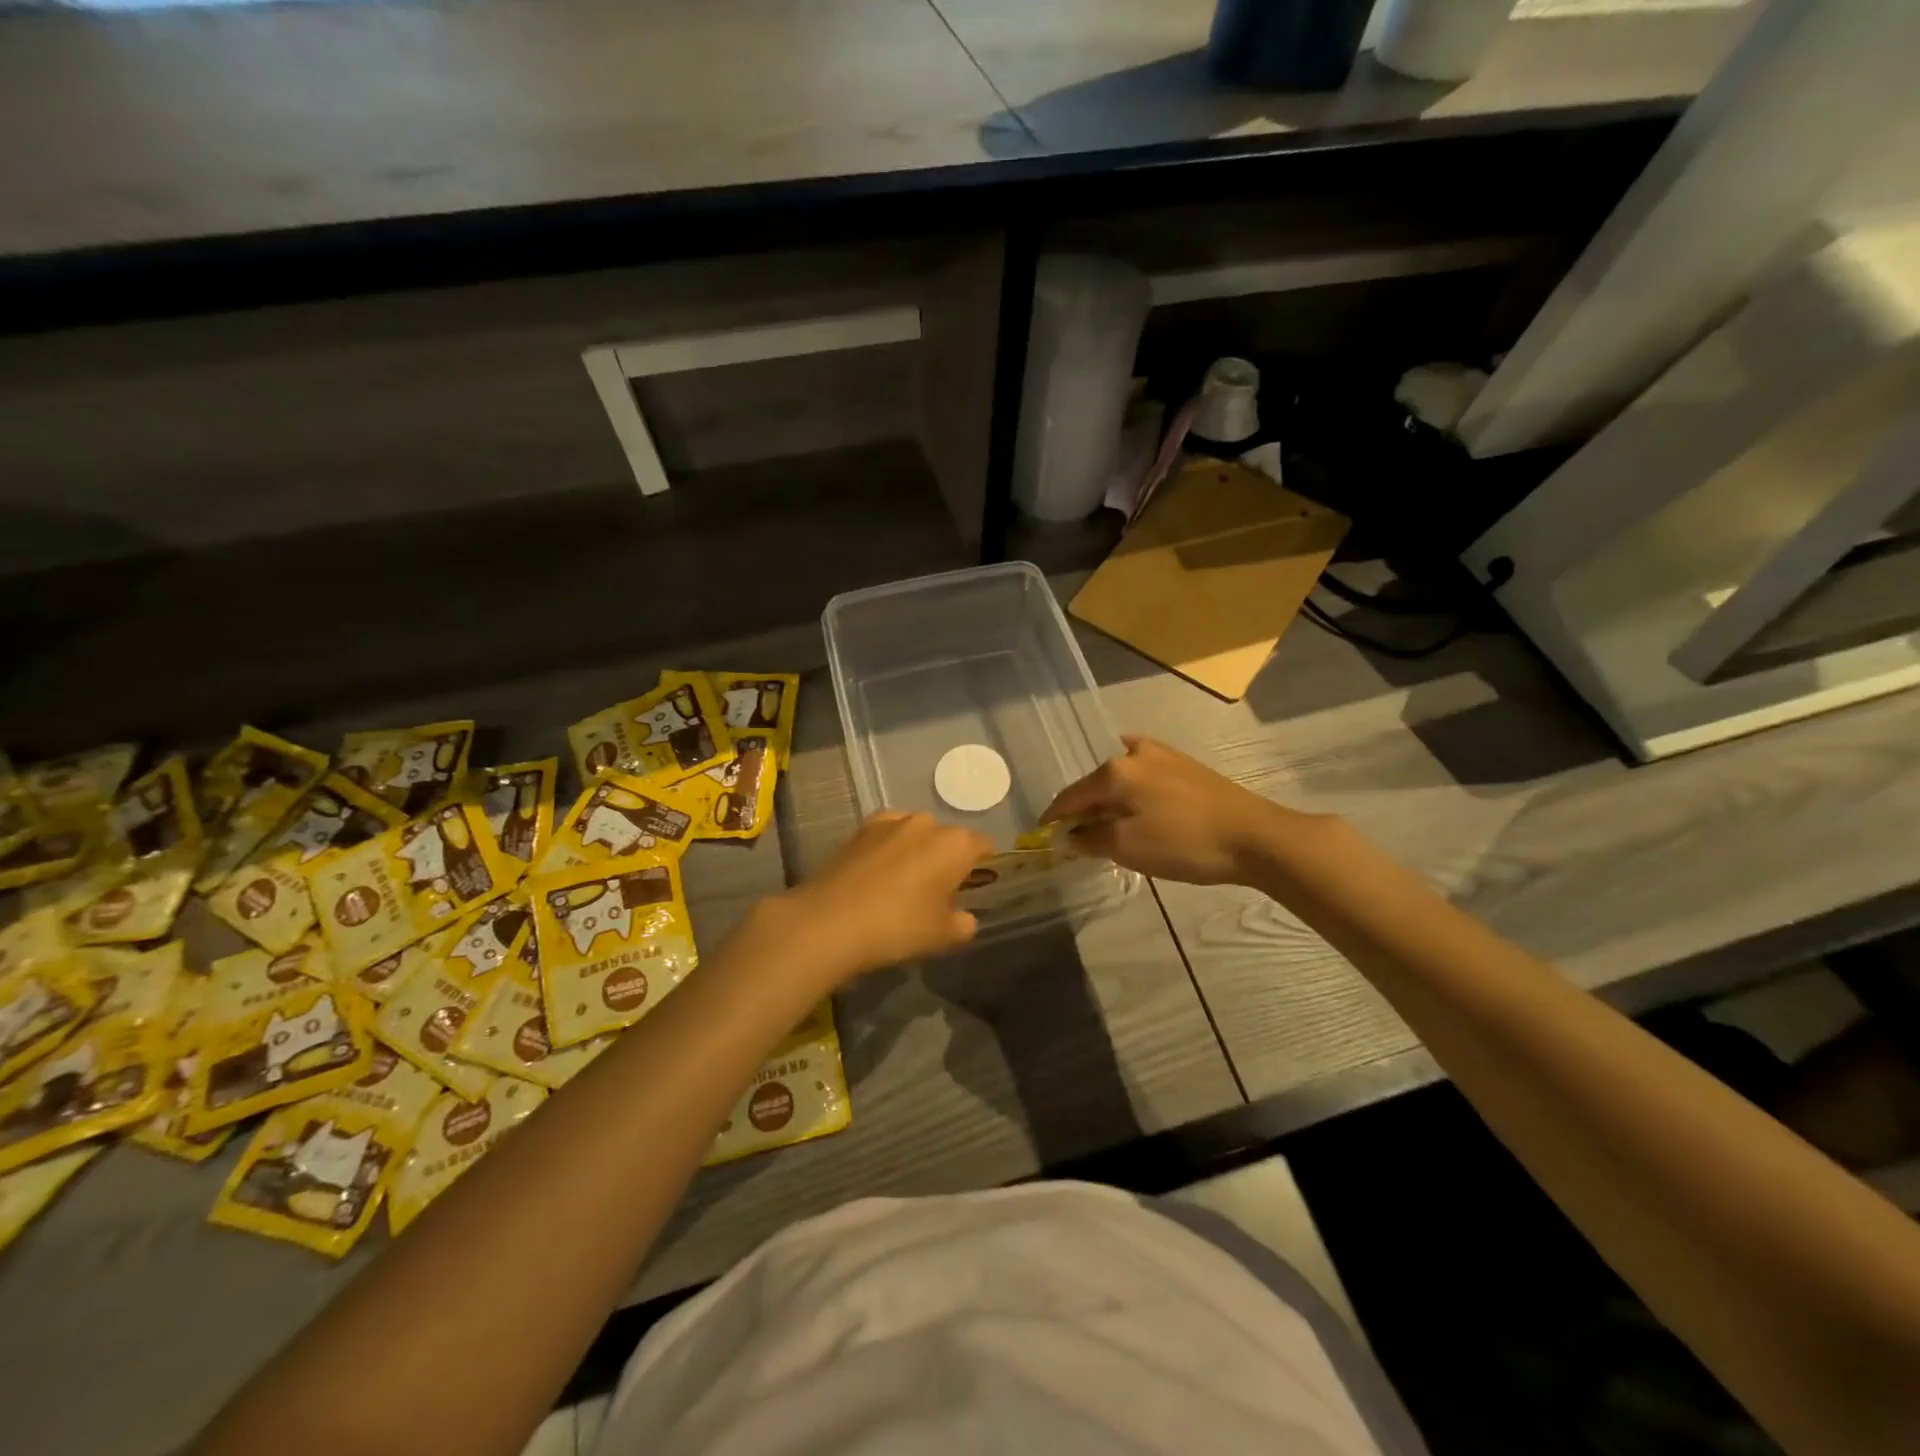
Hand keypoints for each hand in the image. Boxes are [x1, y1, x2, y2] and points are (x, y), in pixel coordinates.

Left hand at [774, 812, 991, 981]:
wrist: (829, 922)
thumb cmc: (898, 927)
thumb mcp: (942, 936)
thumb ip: (964, 924)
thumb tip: (964, 917)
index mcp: (955, 844)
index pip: (983, 846)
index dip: (983, 866)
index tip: (973, 888)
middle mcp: (926, 823)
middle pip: (948, 838)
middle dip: (947, 859)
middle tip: (937, 892)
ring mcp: (890, 822)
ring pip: (916, 833)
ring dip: (916, 851)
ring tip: (903, 882)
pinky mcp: (859, 829)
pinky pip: (887, 834)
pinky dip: (888, 848)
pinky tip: (878, 873)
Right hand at [1041, 735, 1304, 885]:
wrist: (1256, 836)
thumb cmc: (1185, 843)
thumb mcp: (1129, 847)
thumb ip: (1091, 839)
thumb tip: (1070, 835)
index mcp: (1114, 771)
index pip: (1070, 796)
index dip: (1053, 818)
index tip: (1041, 836)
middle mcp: (1133, 753)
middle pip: (1094, 784)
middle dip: (1082, 809)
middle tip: (1075, 836)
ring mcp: (1162, 754)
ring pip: (1120, 778)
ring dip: (1108, 800)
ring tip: (1106, 823)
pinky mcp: (1185, 764)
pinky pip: (1143, 774)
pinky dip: (1131, 790)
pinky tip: (1133, 798)